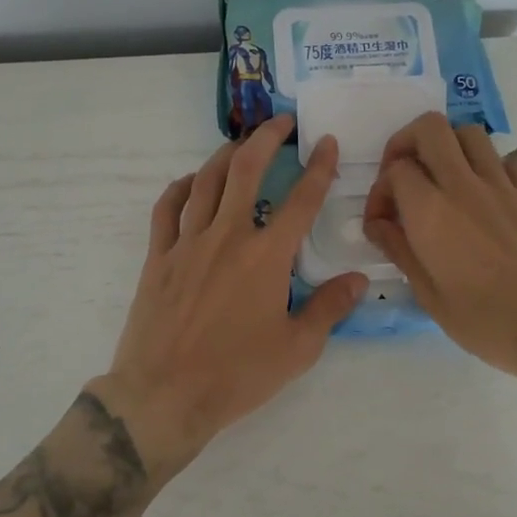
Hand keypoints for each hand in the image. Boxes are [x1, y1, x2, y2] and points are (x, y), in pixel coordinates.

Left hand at [95, 115, 369, 478]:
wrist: (165, 394)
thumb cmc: (236, 375)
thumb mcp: (297, 349)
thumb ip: (330, 308)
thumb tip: (358, 279)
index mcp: (266, 257)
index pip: (301, 200)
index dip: (319, 167)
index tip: (327, 142)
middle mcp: (227, 237)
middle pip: (246, 170)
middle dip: (266, 138)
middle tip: (281, 122)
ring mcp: (187, 243)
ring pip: (206, 181)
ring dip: (225, 155)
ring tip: (241, 144)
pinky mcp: (157, 257)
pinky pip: (167, 209)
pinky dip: (181, 188)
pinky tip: (191, 182)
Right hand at [362, 112, 516, 386]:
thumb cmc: (488, 321)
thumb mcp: (429, 296)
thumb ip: (399, 250)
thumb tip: (378, 224)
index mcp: (431, 211)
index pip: (395, 169)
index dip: (380, 190)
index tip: (383, 220)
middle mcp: (465, 186)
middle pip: (431, 128)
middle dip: (407, 142)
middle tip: (404, 175)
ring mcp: (504, 186)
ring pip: (470, 133)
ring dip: (448, 146)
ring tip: (442, 179)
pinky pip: (507, 159)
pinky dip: (489, 165)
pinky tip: (485, 194)